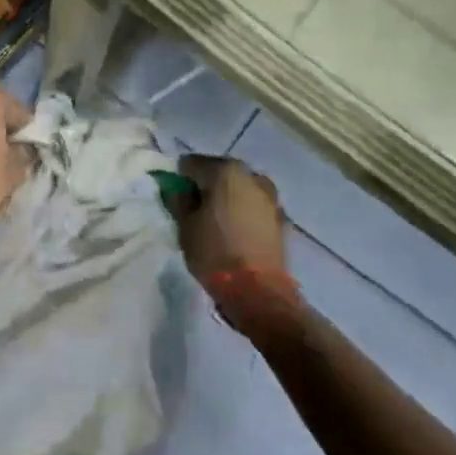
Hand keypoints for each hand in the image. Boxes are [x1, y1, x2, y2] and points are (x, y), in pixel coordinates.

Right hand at [176, 156, 298, 341]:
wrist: (259, 291)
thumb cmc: (214, 253)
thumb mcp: (185, 226)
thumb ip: (178, 199)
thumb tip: (176, 188)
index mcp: (225, 171)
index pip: (191, 163)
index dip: (179, 179)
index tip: (175, 199)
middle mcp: (251, 175)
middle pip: (218, 172)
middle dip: (205, 187)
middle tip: (194, 211)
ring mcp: (269, 195)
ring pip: (238, 188)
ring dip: (226, 198)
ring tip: (216, 223)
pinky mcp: (280, 216)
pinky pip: (253, 205)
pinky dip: (242, 211)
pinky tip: (235, 232)